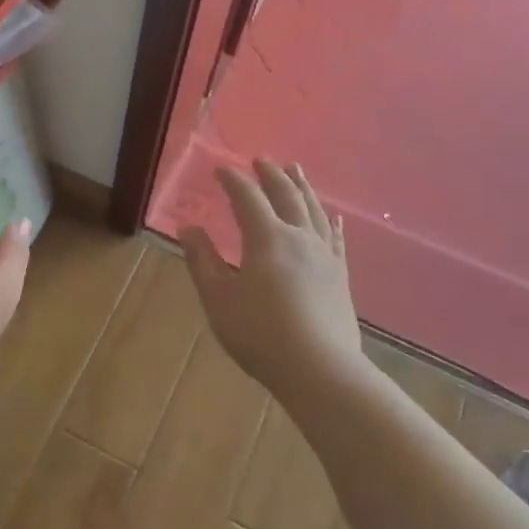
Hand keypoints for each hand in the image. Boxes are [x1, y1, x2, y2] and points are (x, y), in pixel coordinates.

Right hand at [181, 160, 361, 401]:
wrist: (319, 368)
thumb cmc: (260, 333)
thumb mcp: (218, 298)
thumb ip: (202, 260)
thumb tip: (189, 228)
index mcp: (267, 238)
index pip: (247, 198)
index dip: (233, 181)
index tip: (220, 169)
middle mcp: (299, 237)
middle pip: (286, 195)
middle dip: (271, 175)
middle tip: (262, 160)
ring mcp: (325, 255)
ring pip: (313, 210)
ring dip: (302, 187)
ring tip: (296, 170)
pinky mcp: (340, 275)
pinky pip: (335, 237)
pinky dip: (329, 220)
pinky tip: (332, 216)